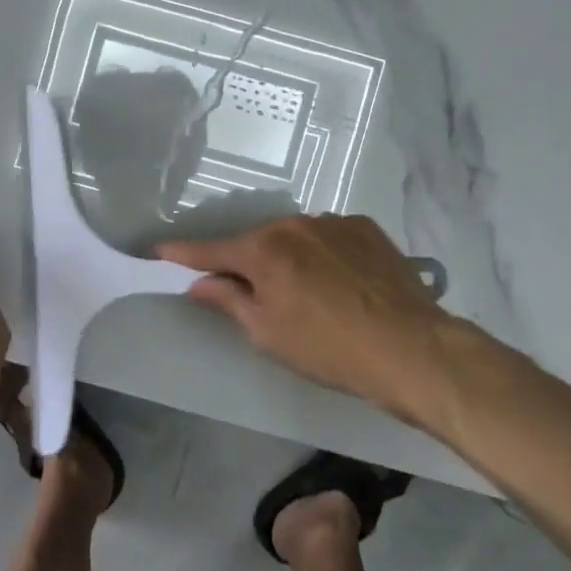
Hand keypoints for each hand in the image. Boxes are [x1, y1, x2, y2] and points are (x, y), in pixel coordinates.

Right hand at [158, 213, 506, 428]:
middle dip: (247, 264)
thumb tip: (200, 282)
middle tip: (252, 295)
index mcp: (264, 250)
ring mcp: (333, 222)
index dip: (183, 253)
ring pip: (294, 238)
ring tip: (308, 294)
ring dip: (288, 258)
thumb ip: (229, 299)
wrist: (411, 348)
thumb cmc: (328, 349)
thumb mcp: (268, 333)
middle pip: (256, 243)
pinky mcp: (365, 228)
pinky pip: (328, 237)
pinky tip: (340, 283)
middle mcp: (294, 224)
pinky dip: (322, 254)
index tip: (159, 251)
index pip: (211, 250)